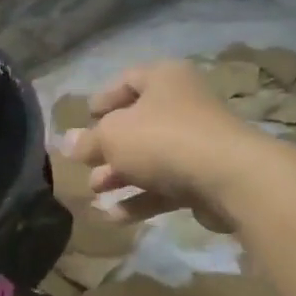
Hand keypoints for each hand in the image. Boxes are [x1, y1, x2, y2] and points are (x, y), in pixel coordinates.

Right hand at [66, 60, 259, 228]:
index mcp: (164, 79)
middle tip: (84, 165)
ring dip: (120, 176)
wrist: (228, 177)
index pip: (129, 80)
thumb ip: (88, 141)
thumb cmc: (162, 139)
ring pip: (150, 158)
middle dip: (108, 148)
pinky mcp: (205, 178)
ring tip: (95, 192)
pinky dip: (140, 198)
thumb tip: (66, 143)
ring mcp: (197, 143)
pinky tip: (114, 217)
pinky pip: (165, 186)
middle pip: (138, 124)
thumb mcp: (112, 137)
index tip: (85, 116)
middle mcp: (183, 105)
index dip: (104, 98)